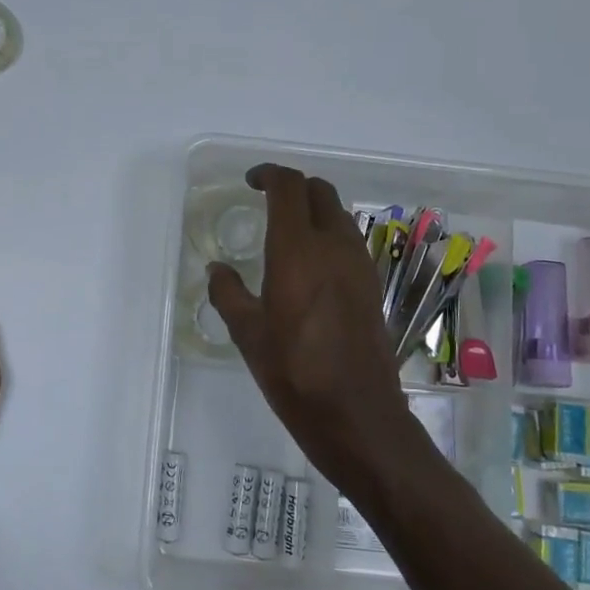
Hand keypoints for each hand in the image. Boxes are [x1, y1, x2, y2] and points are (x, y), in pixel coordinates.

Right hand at [207, 165, 422, 484]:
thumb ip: (228, 293)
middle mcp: (334, 247)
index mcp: (298, 250)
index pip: (290, 188)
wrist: (357, 414)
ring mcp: (359, 265)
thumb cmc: (294, 372)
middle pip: (320, 193)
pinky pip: (349, 243)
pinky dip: (329, 236)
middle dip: (293, 188)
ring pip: (339, 216)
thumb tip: (217, 270)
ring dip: (314, 211)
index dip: (269, 175)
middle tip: (268, 203)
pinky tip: (310, 267)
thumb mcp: (247, 334)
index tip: (251, 183)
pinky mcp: (372, 286)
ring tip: (287, 234)